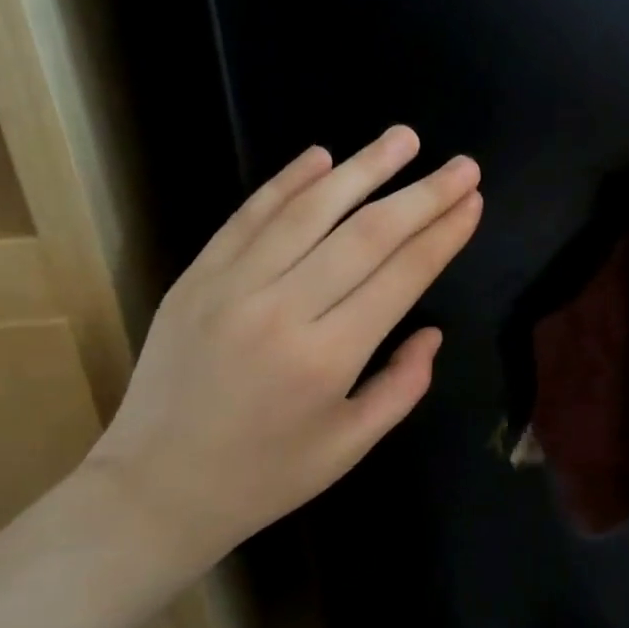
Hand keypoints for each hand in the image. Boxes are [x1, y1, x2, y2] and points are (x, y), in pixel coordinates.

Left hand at [85, 126, 481, 572]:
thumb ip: (401, 386)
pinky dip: (287, 182)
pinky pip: (248, 217)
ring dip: (362, 168)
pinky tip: (321, 155)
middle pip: (366, 234)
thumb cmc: (263, 477)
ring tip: (403, 138)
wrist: (155, 489)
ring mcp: (231, 286)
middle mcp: (282, 309)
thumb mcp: (348, 447)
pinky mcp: (196, 277)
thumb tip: (431, 332)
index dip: (443, 234)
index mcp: (327, 357)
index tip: (473, 202)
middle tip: (462, 164)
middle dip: (422, 194)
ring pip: (309, 211)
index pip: (401, 275)